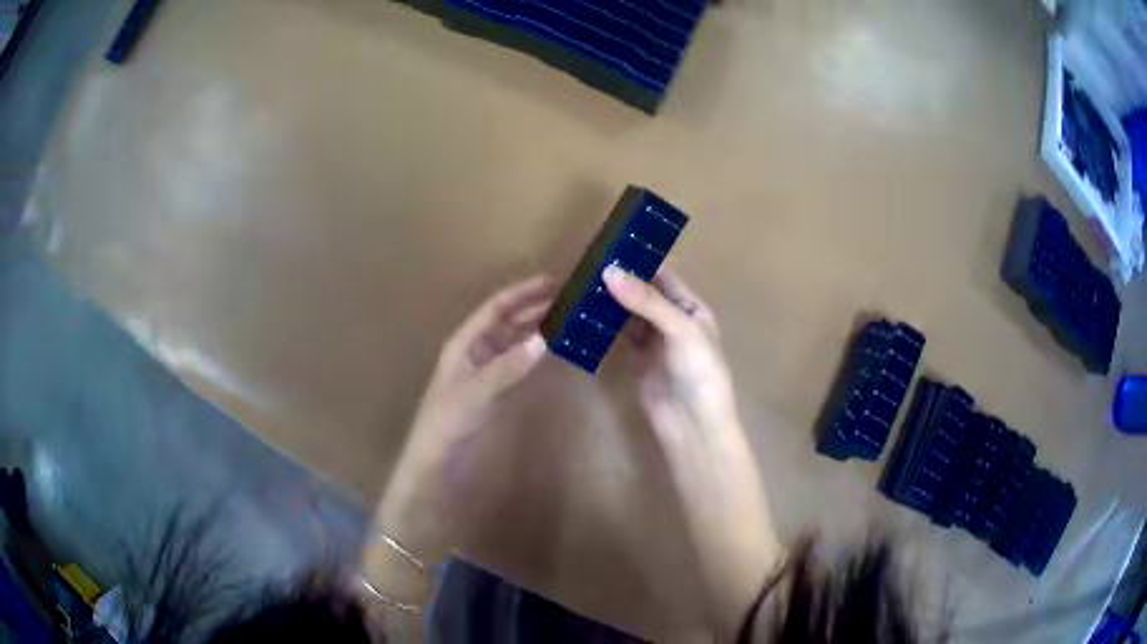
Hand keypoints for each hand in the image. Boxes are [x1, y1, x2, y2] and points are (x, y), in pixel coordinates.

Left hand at [377, 276, 552, 559]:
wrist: (433, 462)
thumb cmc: (446, 423)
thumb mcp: (476, 392)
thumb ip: (508, 367)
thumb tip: (544, 339)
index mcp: (463, 344)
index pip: (495, 309)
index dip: (521, 294)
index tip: (552, 283)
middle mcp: (472, 352)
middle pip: (504, 322)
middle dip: (532, 309)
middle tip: (566, 302)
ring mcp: (481, 372)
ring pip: (510, 341)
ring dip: (533, 330)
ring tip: (563, 322)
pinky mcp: (489, 391)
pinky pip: (513, 362)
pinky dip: (531, 354)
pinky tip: (548, 354)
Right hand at [603, 265, 777, 638]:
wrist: (695, 429)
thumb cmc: (701, 375)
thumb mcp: (681, 332)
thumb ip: (647, 302)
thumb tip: (610, 272)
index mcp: (692, 309)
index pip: (664, 276)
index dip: (640, 260)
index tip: (608, 245)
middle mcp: (674, 322)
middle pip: (644, 294)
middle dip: (620, 280)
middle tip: (585, 265)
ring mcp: (654, 344)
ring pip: (629, 315)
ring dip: (610, 303)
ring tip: (580, 287)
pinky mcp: (637, 364)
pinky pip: (620, 339)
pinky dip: (605, 328)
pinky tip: (586, 318)